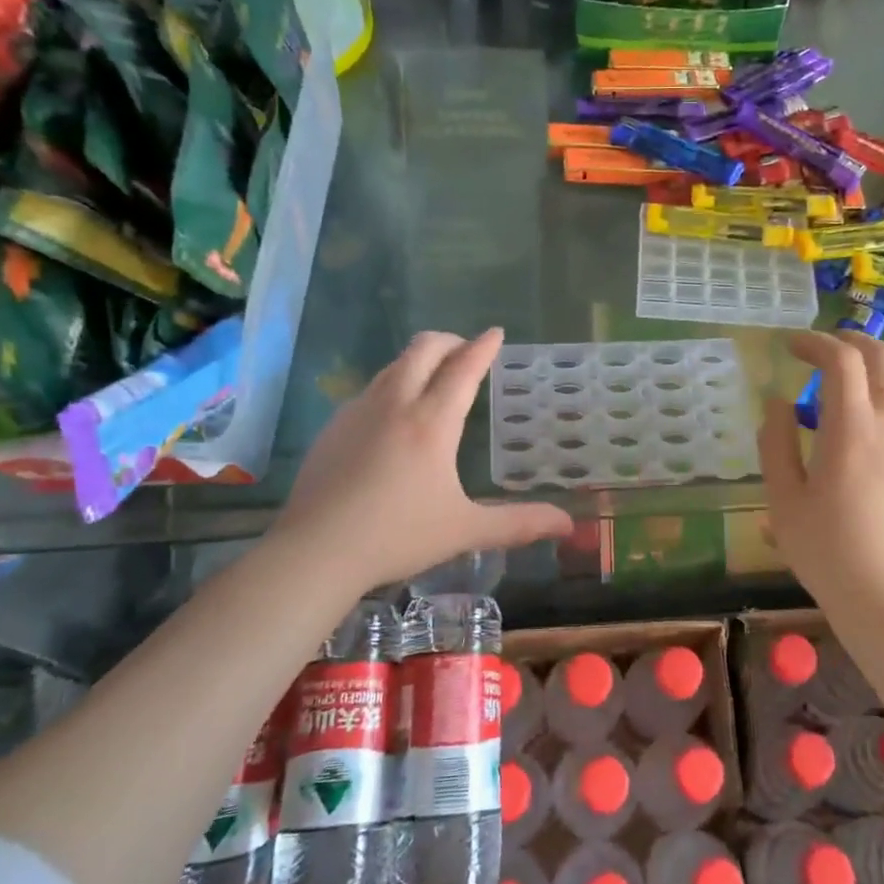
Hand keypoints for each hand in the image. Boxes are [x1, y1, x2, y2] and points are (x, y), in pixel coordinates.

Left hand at [268, 329, 572, 596]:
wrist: (316, 551)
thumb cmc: (397, 536)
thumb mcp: (465, 530)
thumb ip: (518, 523)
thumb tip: (567, 524)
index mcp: (432, 422)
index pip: (463, 369)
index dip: (482, 347)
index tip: (495, 332)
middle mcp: (395, 404)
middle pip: (423, 350)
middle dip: (450, 341)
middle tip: (466, 352)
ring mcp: (358, 412)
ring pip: (393, 366)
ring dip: (418, 361)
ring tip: (433, 378)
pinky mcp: (333, 427)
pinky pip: (370, 390)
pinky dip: (392, 385)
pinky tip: (393, 416)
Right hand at [758, 332, 883, 617]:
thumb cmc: (825, 550)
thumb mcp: (783, 499)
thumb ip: (775, 442)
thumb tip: (778, 402)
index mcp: (851, 428)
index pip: (841, 360)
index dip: (815, 342)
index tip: (791, 346)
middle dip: (851, 341)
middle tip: (822, 350)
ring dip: (879, 364)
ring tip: (851, 378)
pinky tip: (875, 416)